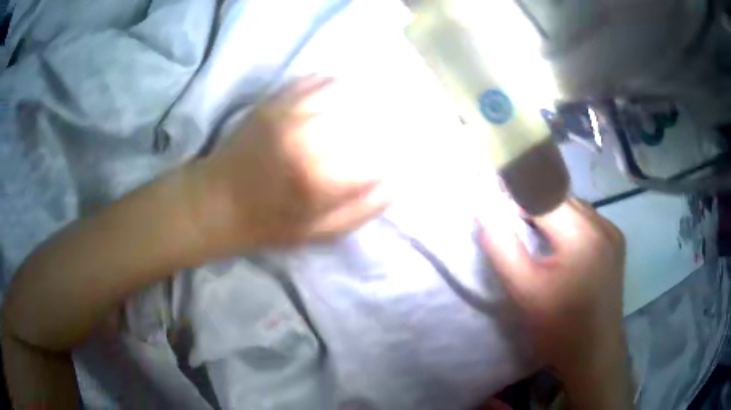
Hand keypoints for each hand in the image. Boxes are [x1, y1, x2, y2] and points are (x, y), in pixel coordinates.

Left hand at [187, 77, 390, 254]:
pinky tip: (340, 90)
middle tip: (394, 123)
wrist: (217, 202)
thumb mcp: (319, 233)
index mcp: (323, 179)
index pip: (380, 155)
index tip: (401, 153)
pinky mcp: (273, 103)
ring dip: (363, 96)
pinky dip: (332, 84)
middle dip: (387, 119)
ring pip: (343, 93)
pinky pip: (313, 82)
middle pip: (366, 117)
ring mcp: (289, 115)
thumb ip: (362, 209)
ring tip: (372, 103)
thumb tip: (396, 181)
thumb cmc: (269, 224)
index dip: (397, 152)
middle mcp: (309, 139)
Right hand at [479, 198, 626, 374]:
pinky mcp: (616, 240)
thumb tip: (483, 209)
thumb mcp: (525, 292)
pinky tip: (559, 241)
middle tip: (509, 216)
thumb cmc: (558, 329)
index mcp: (582, 237)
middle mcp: (602, 225)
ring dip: (549, 209)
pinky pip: (586, 216)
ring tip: (531, 229)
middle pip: (559, 195)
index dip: (515, 192)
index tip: (494, 200)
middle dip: (531, 200)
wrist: (595, 353)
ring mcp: (612, 231)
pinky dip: (567, 219)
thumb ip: (502, 248)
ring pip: (573, 203)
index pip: (542, 194)